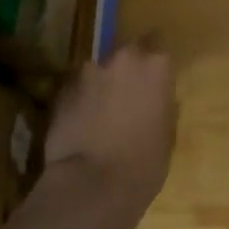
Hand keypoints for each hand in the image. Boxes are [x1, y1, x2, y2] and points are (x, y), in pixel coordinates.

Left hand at [36, 42, 177, 228]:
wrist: (91, 185)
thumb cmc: (145, 162)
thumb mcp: (167, 132)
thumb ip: (162, 103)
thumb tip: (158, 97)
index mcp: (155, 65)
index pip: (159, 43)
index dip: (156, 61)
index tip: (157, 76)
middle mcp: (121, 58)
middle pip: (126, 54)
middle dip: (127, 70)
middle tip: (130, 96)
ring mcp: (87, 73)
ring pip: (98, 72)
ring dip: (102, 85)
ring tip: (102, 113)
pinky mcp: (60, 91)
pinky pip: (77, 89)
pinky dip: (81, 100)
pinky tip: (83, 124)